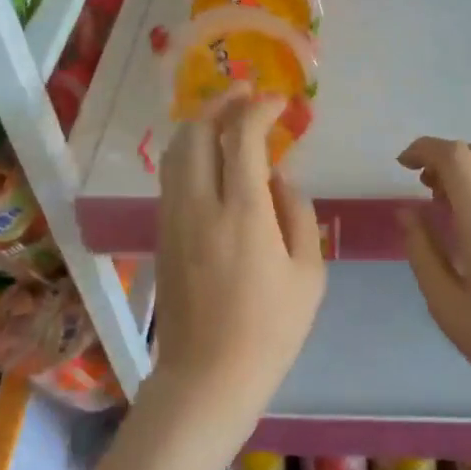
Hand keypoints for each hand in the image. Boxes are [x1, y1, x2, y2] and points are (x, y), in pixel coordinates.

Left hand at [148, 89, 325, 448]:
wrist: (209, 375)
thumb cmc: (271, 330)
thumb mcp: (308, 274)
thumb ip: (297, 213)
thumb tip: (279, 177)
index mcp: (243, 213)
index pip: (242, 137)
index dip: (259, 109)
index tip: (280, 102)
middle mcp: (199, 205)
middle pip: (195, 132)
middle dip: (220, 103)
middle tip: (246, 94)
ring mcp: (173, 219)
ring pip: (174, 152)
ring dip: (198, 125)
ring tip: (225, 117)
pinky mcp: (162, 235)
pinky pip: (171, 178)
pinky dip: (188, 154)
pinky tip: (211, 160)